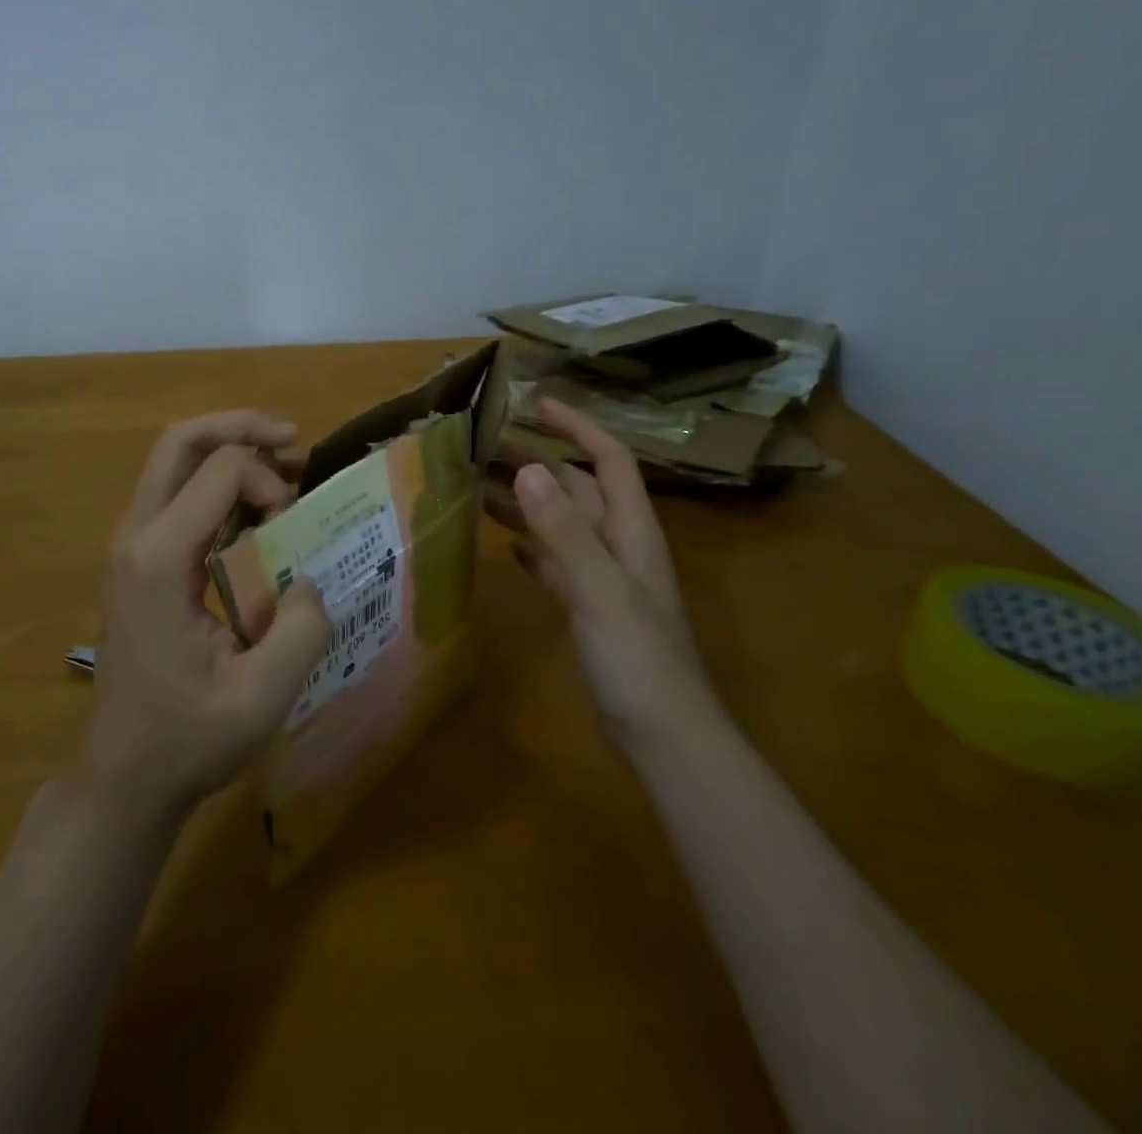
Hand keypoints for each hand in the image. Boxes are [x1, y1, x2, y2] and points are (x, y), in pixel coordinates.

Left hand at [81, 411, 332, 820]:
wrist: (124, 776)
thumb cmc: (187, 739)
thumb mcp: (262, 697)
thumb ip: (302, 630)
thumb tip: (311, 579)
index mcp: (159, 559)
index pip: (218, 470)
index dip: (268, 481)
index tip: (293, 526)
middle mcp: (136, 537)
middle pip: (180, 442)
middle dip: (239, 427)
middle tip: (292, 437)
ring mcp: (131, 547)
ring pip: (174, 462)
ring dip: (229, 451)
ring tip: (283, 466)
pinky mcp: (139, 562)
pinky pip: (177, 495)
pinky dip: (218, 484)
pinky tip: (257, 508)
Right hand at [488, 398, 715, 751]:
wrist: (663, 737)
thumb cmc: (638, 660)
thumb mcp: (600, 590)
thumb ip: (564, 531)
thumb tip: (527, 469)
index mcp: (631, 532)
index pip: (609, 460)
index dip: (578, 427)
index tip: (537, 405)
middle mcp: (618, 546)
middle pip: (577, 489)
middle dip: (536, 463)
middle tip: (483, 448)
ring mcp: (603, 578)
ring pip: (561, 524)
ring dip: (527, 503)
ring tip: (479, 488)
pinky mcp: (588, 609)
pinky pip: (556, 562)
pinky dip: (533, 547)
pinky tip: (507, 545)